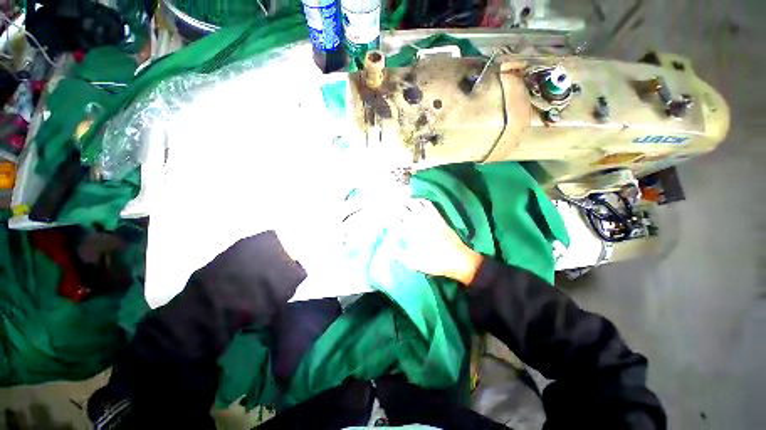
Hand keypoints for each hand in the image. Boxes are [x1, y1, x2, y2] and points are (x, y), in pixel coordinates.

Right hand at [393, 199, 483, 284]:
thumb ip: (397, 254)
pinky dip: (421, 199)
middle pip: (401, 209)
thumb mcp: (412, 262)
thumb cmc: (433, 262)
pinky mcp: (437, 215)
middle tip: (390, 208)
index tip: (383, 219)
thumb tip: (385, 248)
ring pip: (413, 203)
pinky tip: (418, 200)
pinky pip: (427, 203)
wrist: (456, 258)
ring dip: (406, 201)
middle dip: (394, 208)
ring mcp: (427, 217)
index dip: (387, 220)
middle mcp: (416, 221)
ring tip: (402, 201)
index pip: (393, 222)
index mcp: (408, 232)